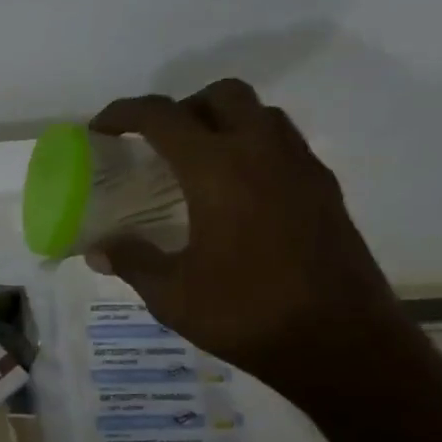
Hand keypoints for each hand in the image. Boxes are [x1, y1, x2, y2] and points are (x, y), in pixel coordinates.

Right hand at [87, 79, 417, 401]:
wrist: (343, 345)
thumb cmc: (246, 314)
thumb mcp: (171, 294)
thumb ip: (132, 261)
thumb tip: (98, 249)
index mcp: (218, 170)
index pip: (164, 116)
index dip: (125, 113)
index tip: (101, 128)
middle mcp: (263, 154)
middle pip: (223, 95)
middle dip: (183, 107)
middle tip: (157, 143)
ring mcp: (302, 169)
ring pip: (261, 114)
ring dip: (223, 123)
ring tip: (195, 164)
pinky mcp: (326, 191)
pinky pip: (284, 145)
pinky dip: (252, 150)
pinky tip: (234, 196)